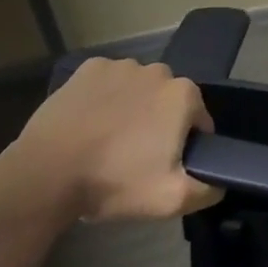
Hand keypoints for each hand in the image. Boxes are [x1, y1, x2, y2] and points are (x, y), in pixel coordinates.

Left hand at [9, 58, 221, 221]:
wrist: (45, 174)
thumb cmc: (113, 182)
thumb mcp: (170, 200)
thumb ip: (207, 190)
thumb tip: (222, 182)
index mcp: (183, 95)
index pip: (199, 120)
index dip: (186, 145)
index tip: (164, 166)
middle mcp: (158, 70)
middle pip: (168, 100)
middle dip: (159, 123)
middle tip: (136, 157)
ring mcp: (120, 66)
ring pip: (138, 89)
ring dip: (132, 108)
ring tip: (108, 141)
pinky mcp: (87, 69)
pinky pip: (107, 82)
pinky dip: (103, 97)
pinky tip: (89, 123)